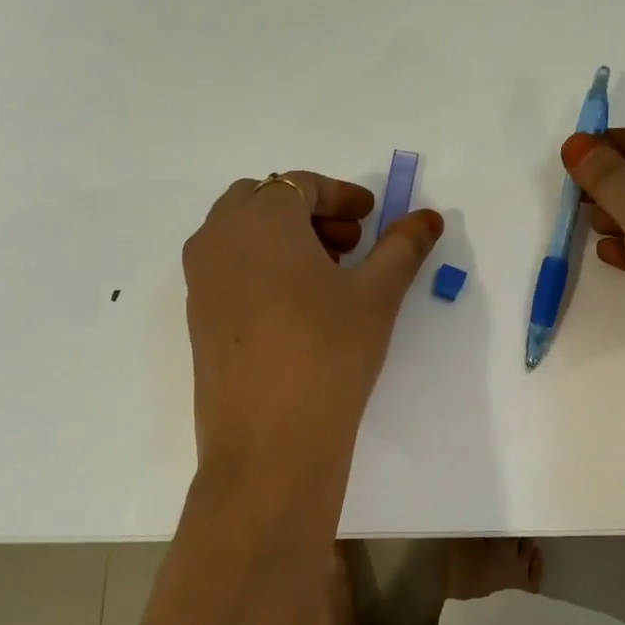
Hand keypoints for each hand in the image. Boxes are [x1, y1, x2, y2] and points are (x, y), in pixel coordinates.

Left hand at [182, 171, 443, 468]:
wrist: (269, 440)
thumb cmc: (329, 353)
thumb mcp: (376, 295)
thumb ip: (402, 248)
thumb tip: (428, 218)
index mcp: (260, 219)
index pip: (300, 184)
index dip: (341, 195)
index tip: (371, 217)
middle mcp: (218, 238)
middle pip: (263, 201)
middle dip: (309, 212)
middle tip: (350, 244)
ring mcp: (200, 278)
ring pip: (241, 234)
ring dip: (284, 238)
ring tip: (327, 276)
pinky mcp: (196, 316)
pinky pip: (228, 267)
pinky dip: (261, 266)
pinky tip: (296, 307)